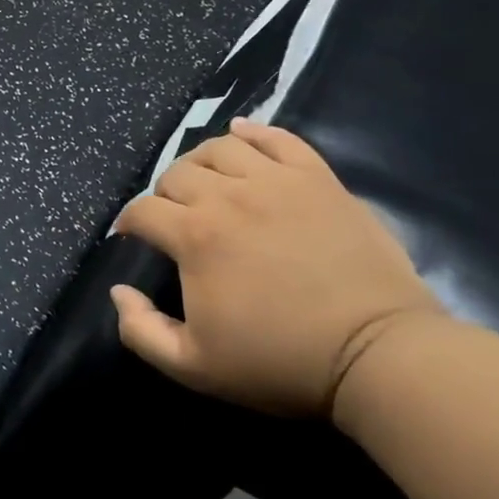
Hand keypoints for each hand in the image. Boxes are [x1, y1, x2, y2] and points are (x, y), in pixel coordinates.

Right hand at [112, 119, 443, 418]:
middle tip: (173, 218)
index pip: (142, 210)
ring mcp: (277, 182)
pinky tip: (241, 136)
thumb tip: (119, 290)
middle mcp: (229, 196)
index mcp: (195, 236)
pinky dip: (253, 132)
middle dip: (163, 194)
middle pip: (176, 173)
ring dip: (200, 163)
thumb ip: (141, 330)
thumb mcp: (194, 366)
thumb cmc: (281, 361)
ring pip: (220, 148)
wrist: (379, 355)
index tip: (134, 239)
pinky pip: (278, 138)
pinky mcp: (318, 179)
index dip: (129, 224)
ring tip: (206, 184)